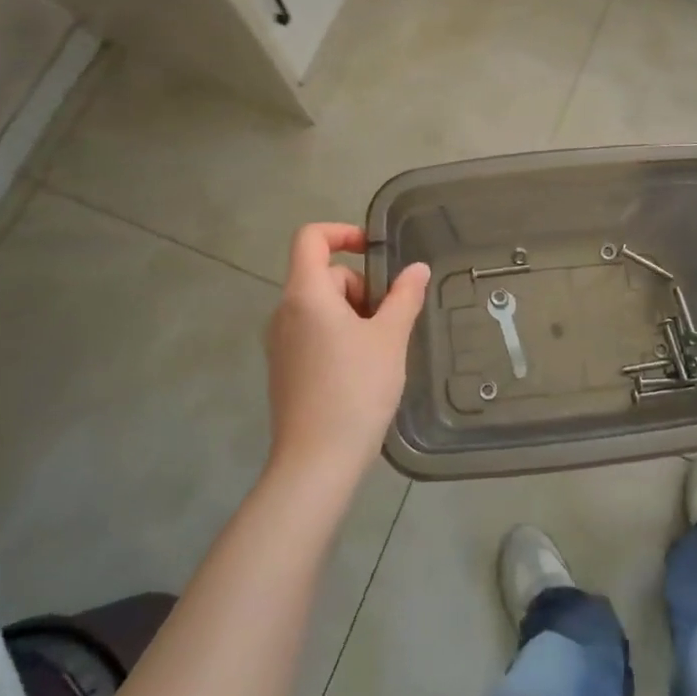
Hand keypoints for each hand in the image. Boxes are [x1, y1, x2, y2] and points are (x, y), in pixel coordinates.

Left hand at [264, 223, 429, 498]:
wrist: (316, 463)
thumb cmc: (356, 390)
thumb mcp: (390, 338)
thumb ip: (404, 296)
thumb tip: (416, 269)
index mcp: (305, 294)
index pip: (311, 238)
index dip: (342, 232)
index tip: (374, 251)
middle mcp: (284, 312)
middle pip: (322, 275)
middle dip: (360, 286)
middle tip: (389, 320)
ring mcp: (280, 343)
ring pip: (321, 307)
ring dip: (353, 313)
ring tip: (381, 349)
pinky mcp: (284, 369)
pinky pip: (313, 333)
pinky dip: (339, 335)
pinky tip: (362, 370)